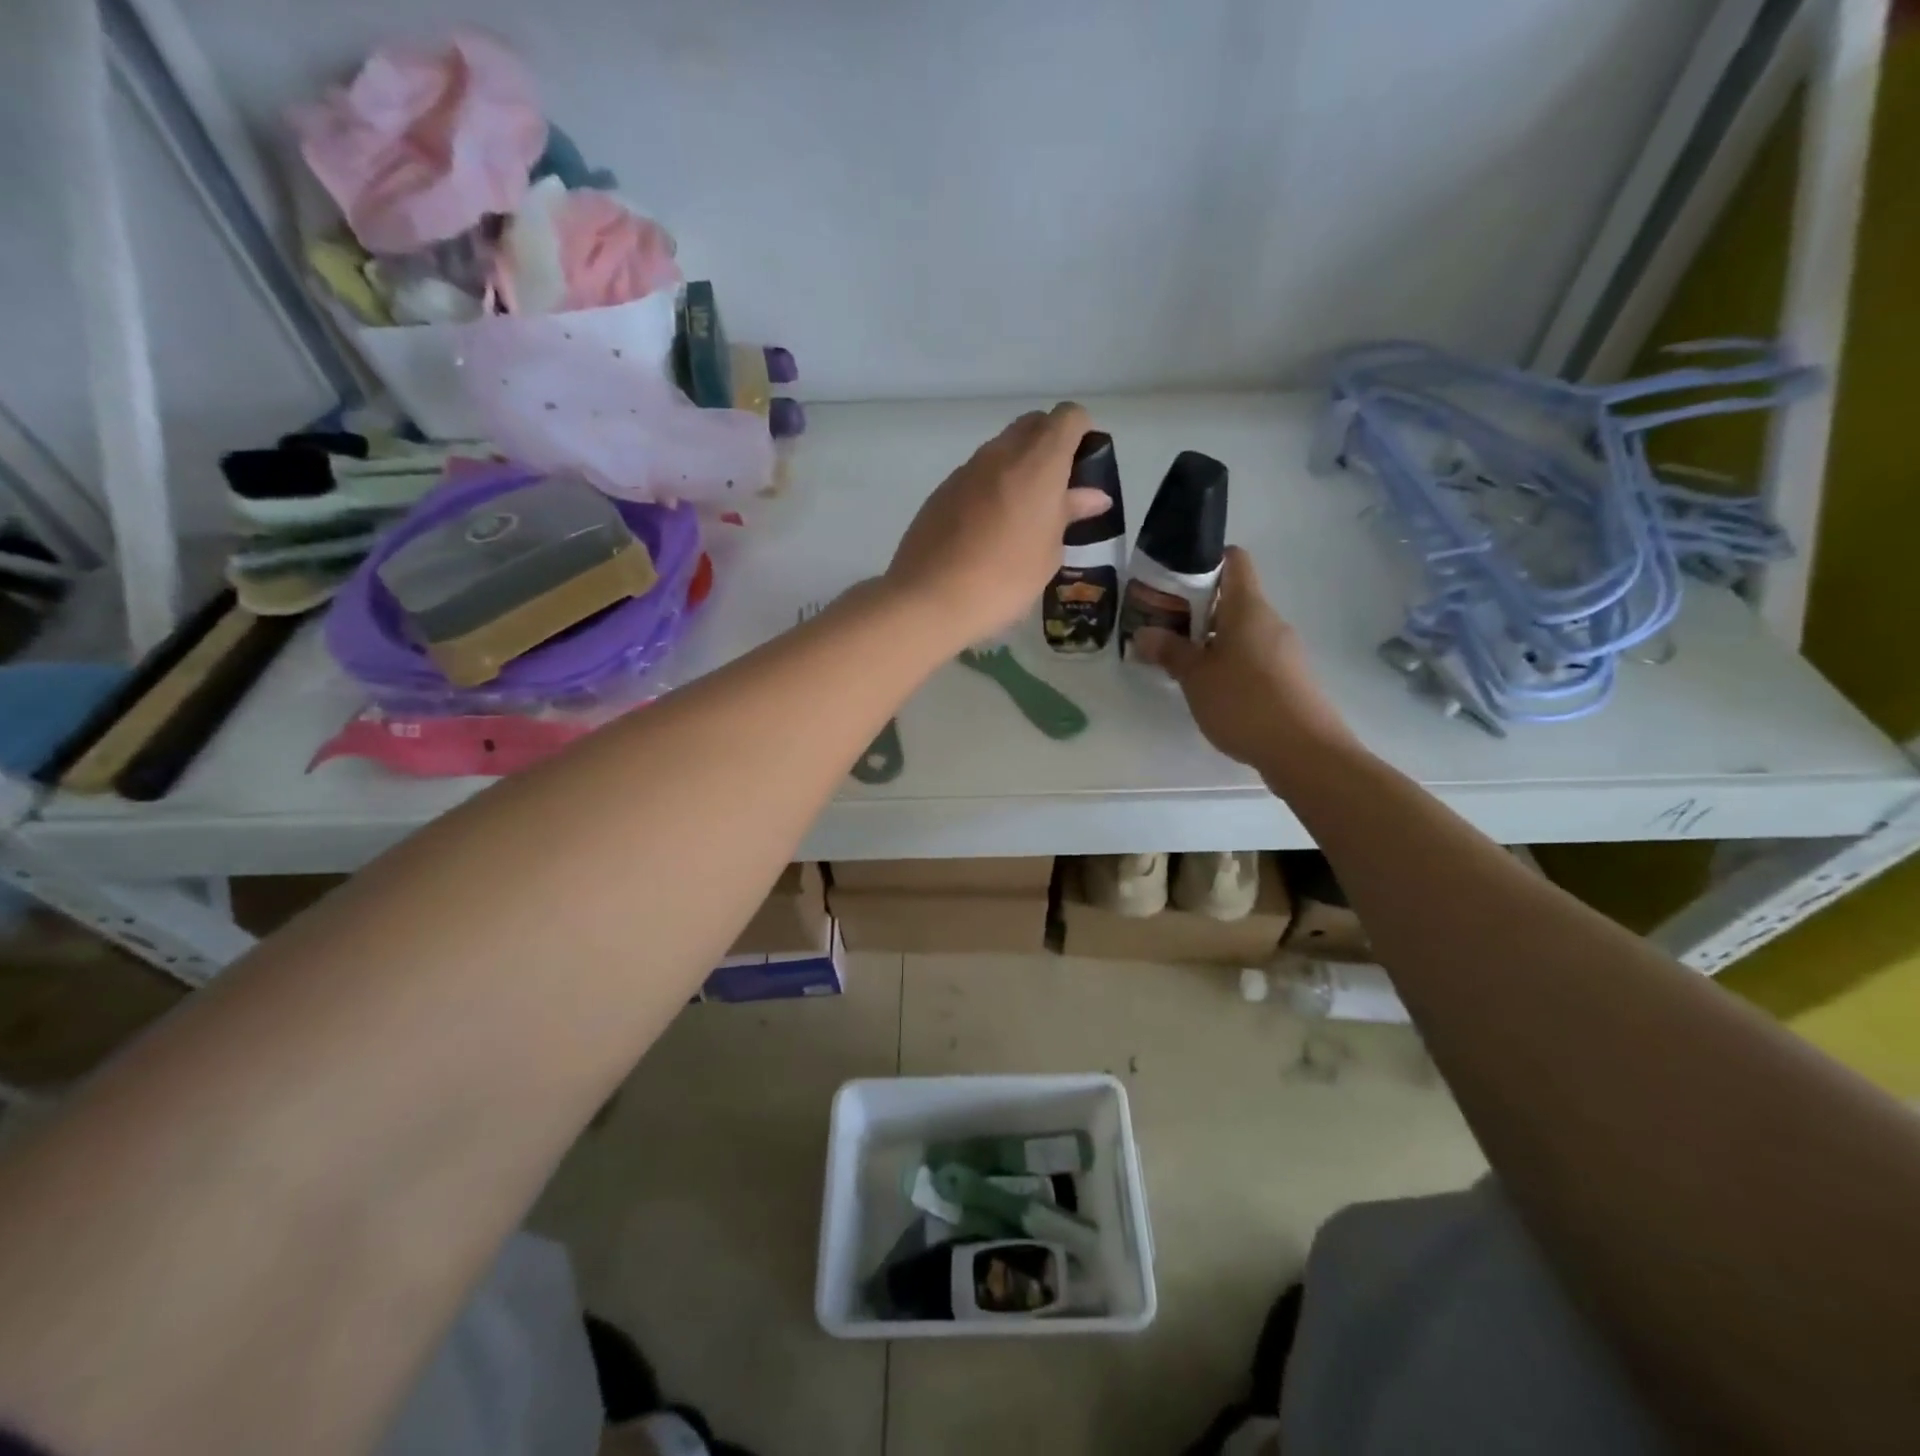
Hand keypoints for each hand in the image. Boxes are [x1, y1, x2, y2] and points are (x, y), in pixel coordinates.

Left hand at [885, 403, 1110, 646]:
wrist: (929, 599)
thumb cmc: (1004, 579)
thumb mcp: (1048, 552)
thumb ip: (1070, 514)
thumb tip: (1093, 496)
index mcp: (1038, 462)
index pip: (1068, 417)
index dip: (1082, 434)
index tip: (1084, 469)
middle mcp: (1001, 453)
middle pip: (1033, 425)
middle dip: (1051, 445)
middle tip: (1058, 491)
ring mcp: (966, 469)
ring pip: (1002, 449)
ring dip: (1019, 467)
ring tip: (1023, 516)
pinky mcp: (942, 490)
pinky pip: (977, 475)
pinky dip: (991, 487)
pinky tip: (989, 530)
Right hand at [1132, 547, 1355, 773]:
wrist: (1305, 751)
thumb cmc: (1244, 703)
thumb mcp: (1196, 677)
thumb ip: (1169, 651)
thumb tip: (1144, 633)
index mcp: (1248, 608)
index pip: (1233, 560)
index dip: (1205, 561)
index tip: (1173, 580)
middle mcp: (1269, 621)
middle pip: (1232, 599)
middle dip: (1196, 610)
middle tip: (1162, 627)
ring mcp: (1283, 651)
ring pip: (1241, 631)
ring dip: (1210, 640)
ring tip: (1179, 662)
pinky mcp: (1288, 678)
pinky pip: (1253, 657)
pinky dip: (1229, 663)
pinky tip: (1209, 690)